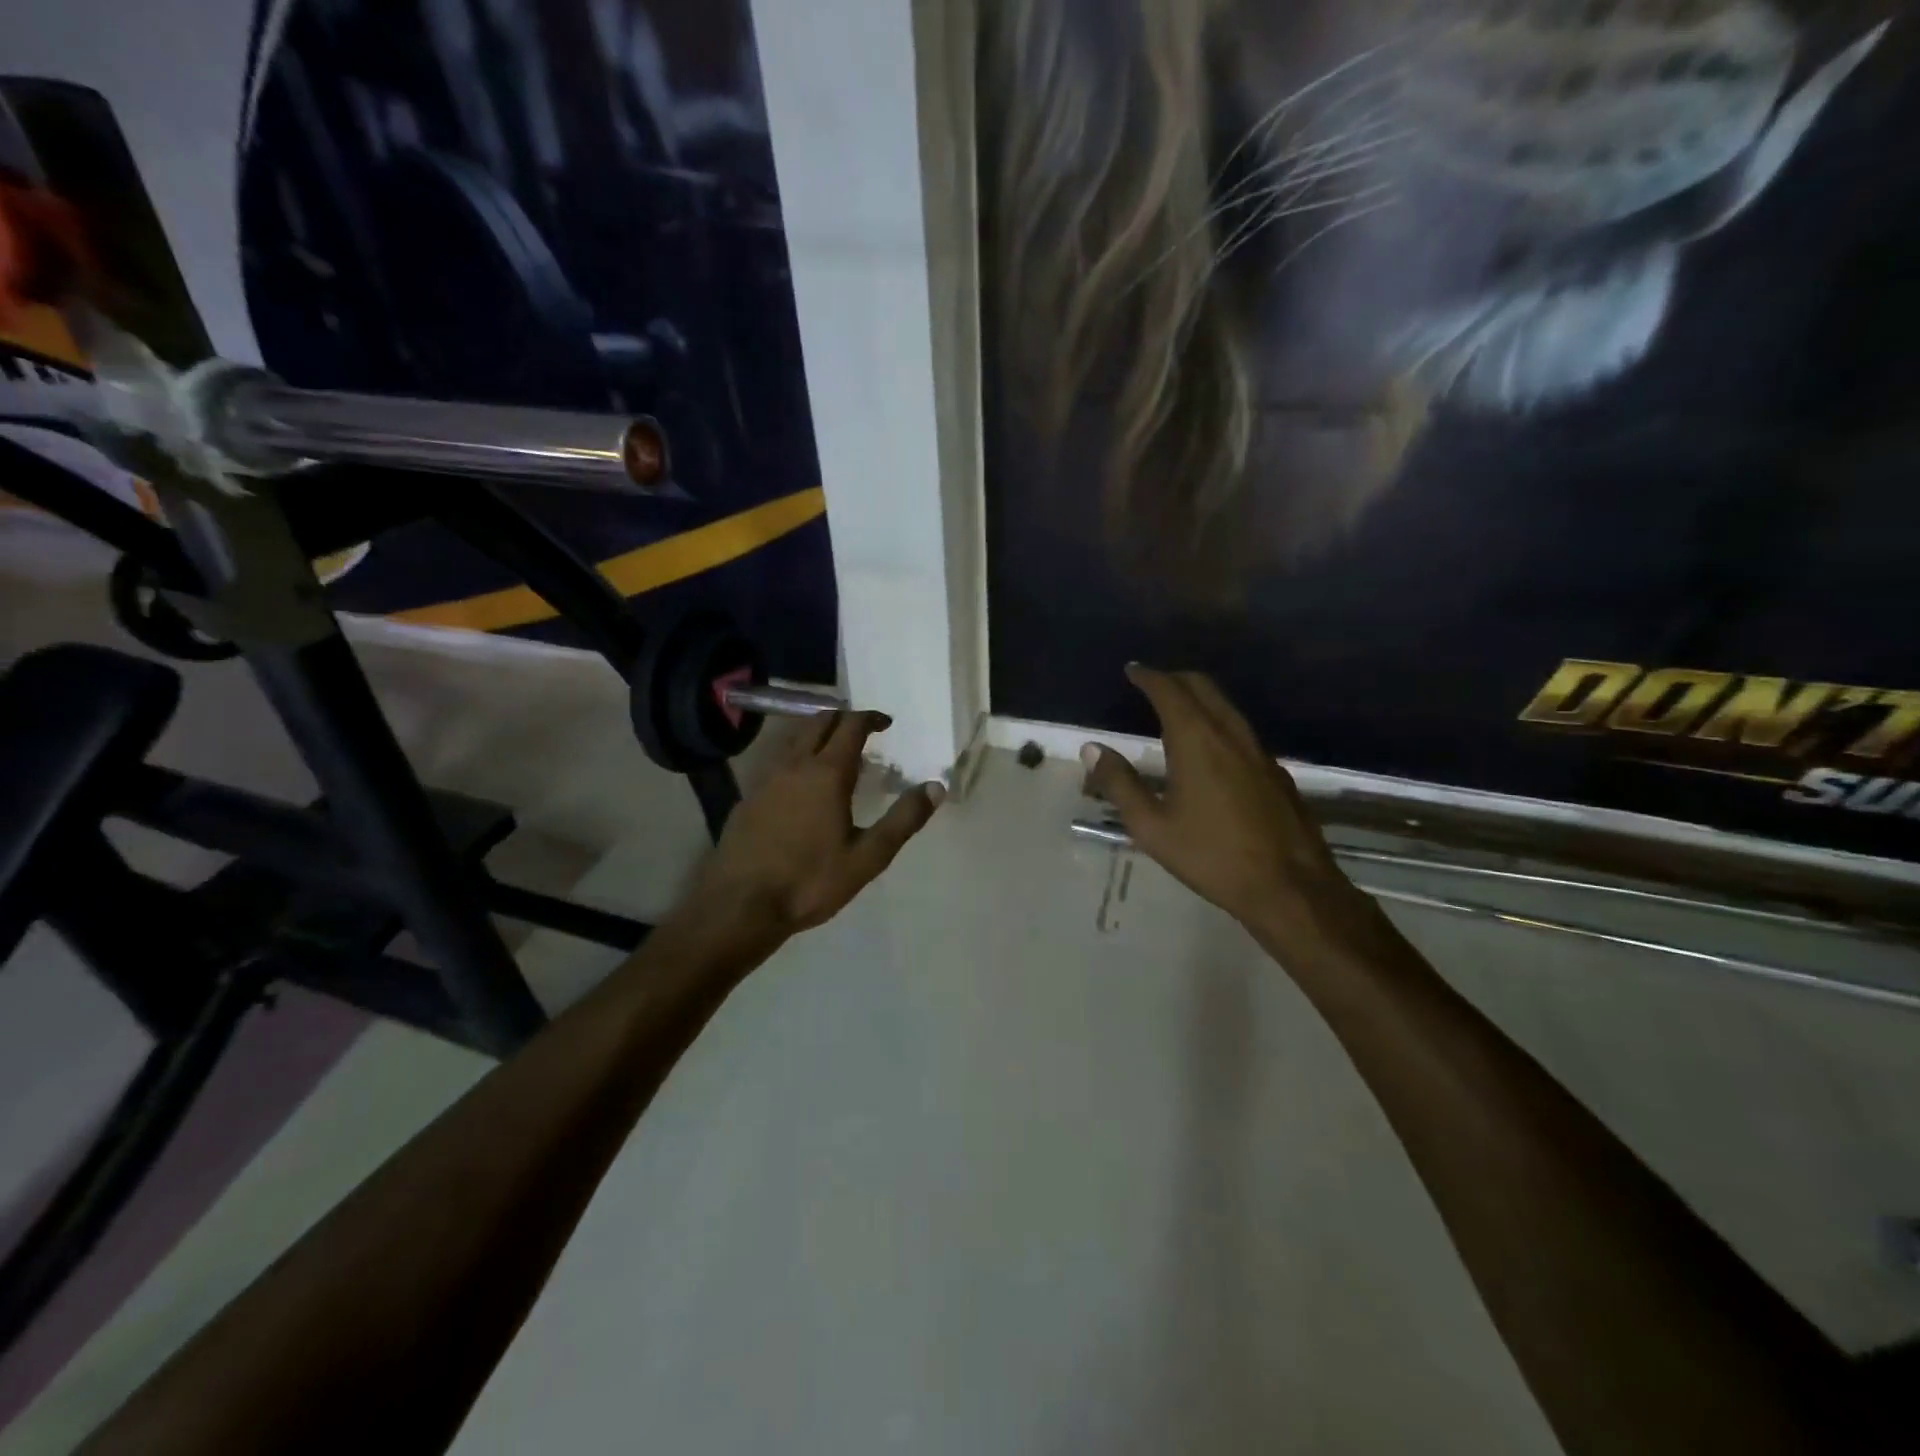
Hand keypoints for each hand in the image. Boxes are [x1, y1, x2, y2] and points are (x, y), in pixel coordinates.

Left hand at [688, 710, 943, 934]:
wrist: (740, 906)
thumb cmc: (810, 881)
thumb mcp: (867, 857)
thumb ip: (903, 820)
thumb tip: (935, 787)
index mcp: (827, 773)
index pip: (851, 726)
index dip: (871, 718)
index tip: (886, 723)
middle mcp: (794, 765)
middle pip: (819, 722)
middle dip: (843, 719)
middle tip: (863, 733)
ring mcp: (765, 780)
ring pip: (794, 741)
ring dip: (817, 736)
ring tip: (835, 756)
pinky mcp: (747, 798)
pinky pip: (777, 764)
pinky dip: (797, 760)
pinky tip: (801, 788)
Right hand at [1082, 666, 1361, 934]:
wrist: (1289, 886)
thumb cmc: (1211, 856)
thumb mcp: (1152, 826)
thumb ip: (1120, 784)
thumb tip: (1092, 749)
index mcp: (1197, 740)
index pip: (1169, 691)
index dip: (1148, 676)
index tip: (1133, 670)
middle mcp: (1230, 734)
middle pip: (1203, 687)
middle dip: (1175, 679)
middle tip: (1152, 683)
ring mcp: (1259, 751)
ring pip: (1226, 706)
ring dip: (1199, 698)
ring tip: (1176, 709)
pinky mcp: (1276, 771)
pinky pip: (1241, 730)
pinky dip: (1218, 721)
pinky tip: (1211, 748)